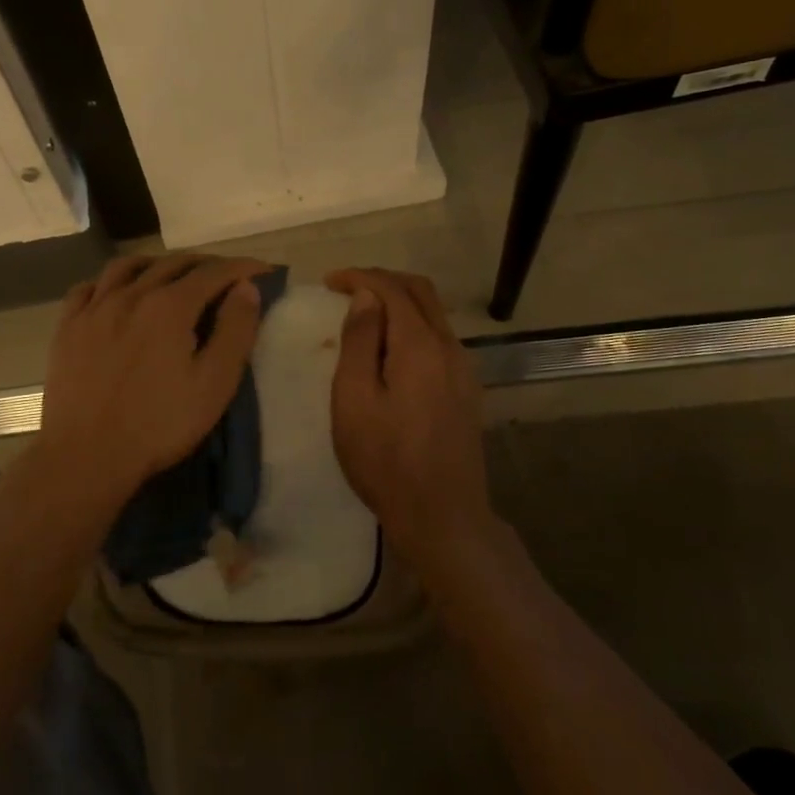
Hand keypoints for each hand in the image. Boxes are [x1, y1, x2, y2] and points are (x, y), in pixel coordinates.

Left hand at [33, 254, 270, 522]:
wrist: (86, 455)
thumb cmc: (159, 424)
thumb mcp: (214, 383)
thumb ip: (235, 330)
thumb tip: (246, 287)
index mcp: (170, 306)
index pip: (213, 273)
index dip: (242, 268)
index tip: (263, 271)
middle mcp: (131, 294)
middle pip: (173, 263)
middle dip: (205, 264)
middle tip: (225, 276)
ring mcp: (94, 308)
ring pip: (128, 266)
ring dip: (157, 264)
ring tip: (172, 274)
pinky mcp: (67, 327)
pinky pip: (89, 287)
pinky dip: (110, 282)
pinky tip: (117, 293)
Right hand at [326, 268, 492, 558]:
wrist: (443, 516)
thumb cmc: (386, 461)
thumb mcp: (354, 400)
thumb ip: (359, 342)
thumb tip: (365, 297)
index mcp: (420, 345)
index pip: (392, 289)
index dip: (360, 277)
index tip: (329, 282)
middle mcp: (449, 347)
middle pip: (420, 292)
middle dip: (382, 281)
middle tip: (346, 290)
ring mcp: (463, 369)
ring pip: (433, 314)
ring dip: (398, 303)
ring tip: (362, 318)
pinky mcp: (466, 389)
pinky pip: (438, 338)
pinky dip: (411, 326)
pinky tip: (389, 350)